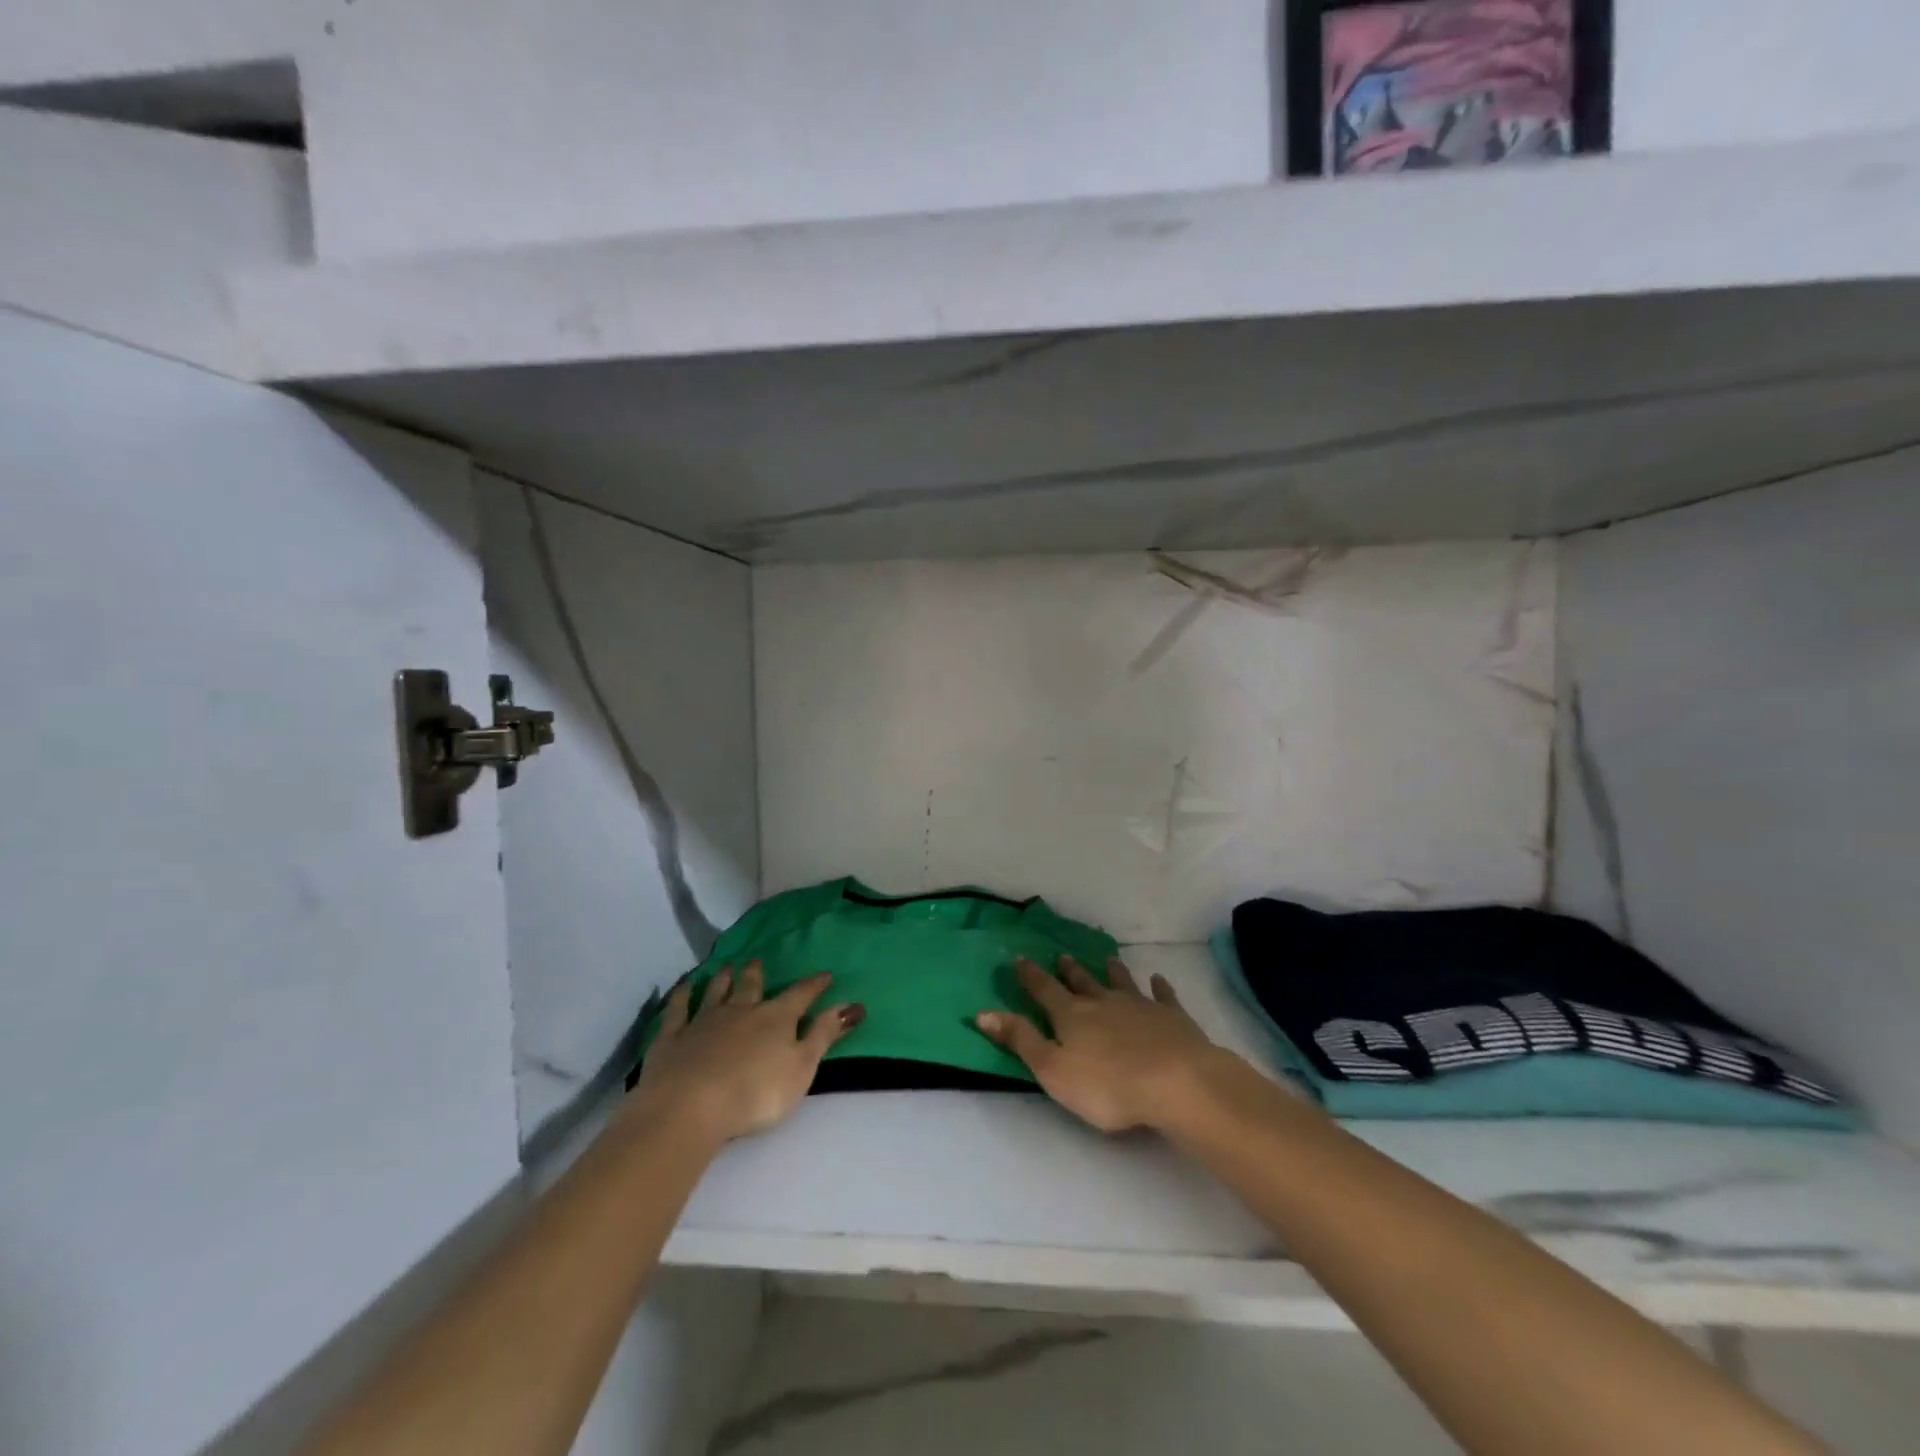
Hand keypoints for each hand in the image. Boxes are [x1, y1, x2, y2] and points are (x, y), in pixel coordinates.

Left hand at [628, 962, 863, 1144]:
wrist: (691, 1105)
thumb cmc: (756, 1093)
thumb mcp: (801, 1067)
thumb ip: (824, 1035)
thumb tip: (852, 1006)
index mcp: (776, 1019)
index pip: (800, 995)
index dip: (814, 985)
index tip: (825, 974)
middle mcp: (741, 1010)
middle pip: (751, 986)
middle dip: (756, 974)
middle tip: (756, 961)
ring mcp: (704, 1021)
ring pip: (716, 992)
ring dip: (722, 979)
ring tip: (726, 967)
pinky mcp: (672, 1037)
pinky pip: (678, 1009)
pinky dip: (682, 996)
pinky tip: (684, 987)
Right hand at [975, 956, 1224, 1133]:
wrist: (1176, 1081)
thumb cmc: (1107, 1085)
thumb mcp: (1053, 1070)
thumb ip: (1020, 1040)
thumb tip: (982, 1012)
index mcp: (1071, 1015)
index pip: (1044, 990)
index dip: (1030, 976)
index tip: (1020, 959)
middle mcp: (1102, 1002)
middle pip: (1083, 983)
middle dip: (1070, 971)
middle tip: (1063, 957)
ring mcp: (1140, 1006)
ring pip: (1121, 983)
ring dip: (1112, 972)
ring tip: (1108, 960)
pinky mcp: (1172, 1018)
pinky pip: (1163, 997)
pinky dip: (1160, 987)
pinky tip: (1159, 980)